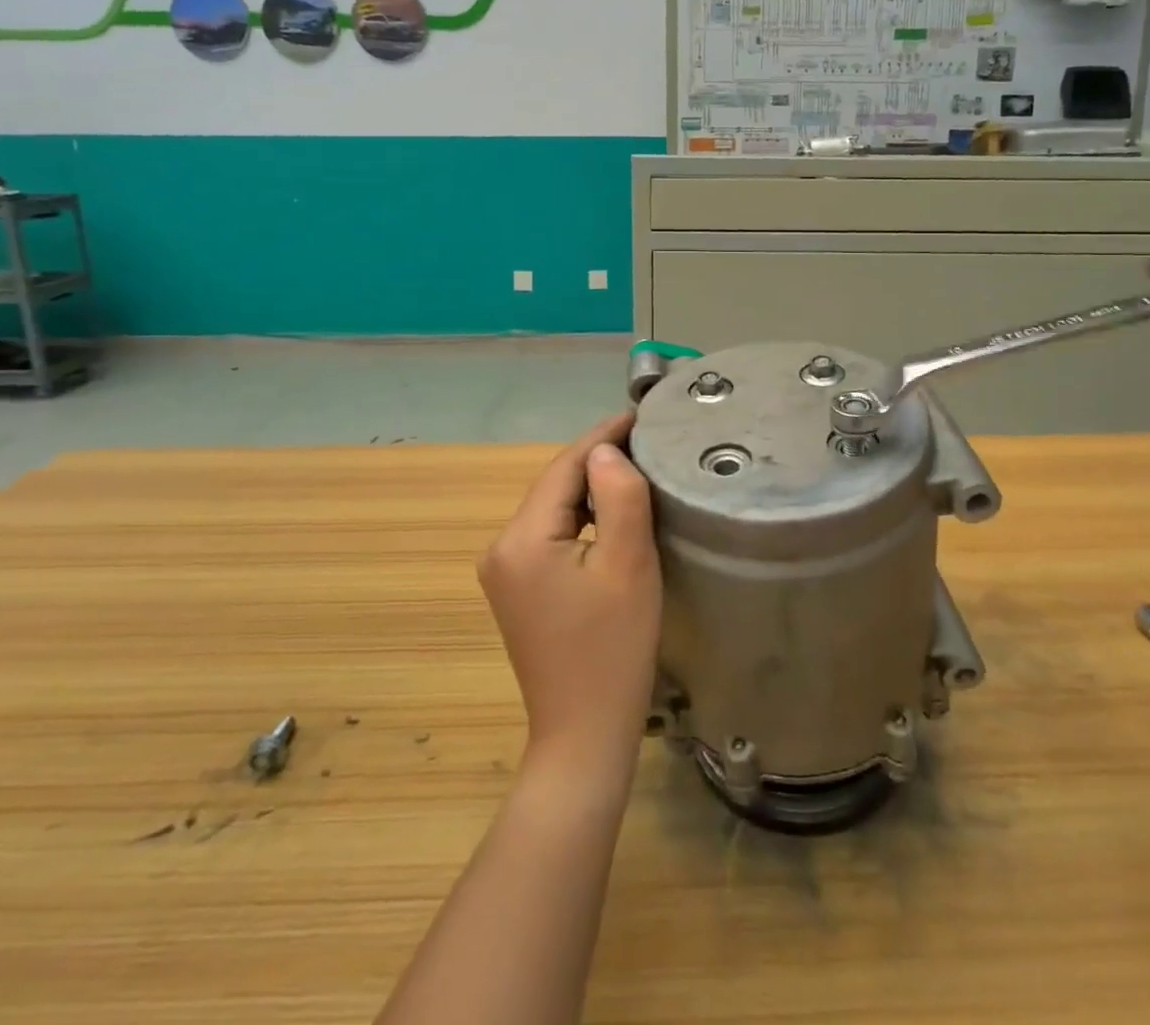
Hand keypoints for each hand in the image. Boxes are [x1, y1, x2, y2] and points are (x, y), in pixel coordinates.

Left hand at [479, 412, 660, 780]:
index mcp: (522, 539)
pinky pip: (552, 534)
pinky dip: (582, 516)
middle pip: (556, 485)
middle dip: (598, 459)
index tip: (641, 414)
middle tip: (648, 439)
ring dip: (592, 486)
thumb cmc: (613, 650)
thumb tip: (606, 451)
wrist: (584, 735)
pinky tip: (612, 512)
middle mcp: (502, 548)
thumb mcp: (628, 566)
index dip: (604, 436)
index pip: (564, 467)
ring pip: (555, 508)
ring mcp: (506, 571)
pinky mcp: (519, 589)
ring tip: (638, 466)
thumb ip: (619, 497)